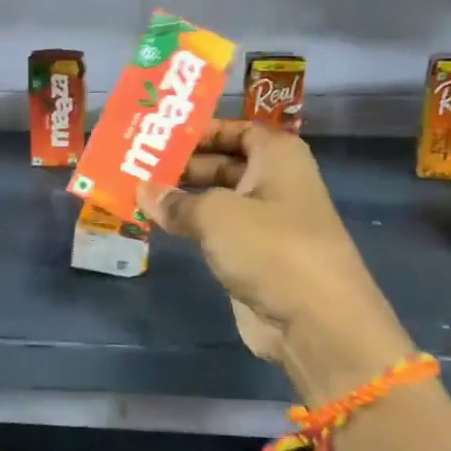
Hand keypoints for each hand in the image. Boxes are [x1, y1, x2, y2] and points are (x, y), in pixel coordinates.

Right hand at [140, 122, 413, 402]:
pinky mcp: (255, 257)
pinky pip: (217, 232)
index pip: (236, 129)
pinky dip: (191, 227)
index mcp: (278, 156)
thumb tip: (143, 190)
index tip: (160, 134)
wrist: (314, 321)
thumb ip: (176, 201)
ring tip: (136, 191)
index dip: (201, 130)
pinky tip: (158, 224)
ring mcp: (266, 222)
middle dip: (183, 164)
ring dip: (182, 198)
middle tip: (136, 165)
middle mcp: (275, 183)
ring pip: (218, 200)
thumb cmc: (270, 247)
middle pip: (224, 163)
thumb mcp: (216, 215)